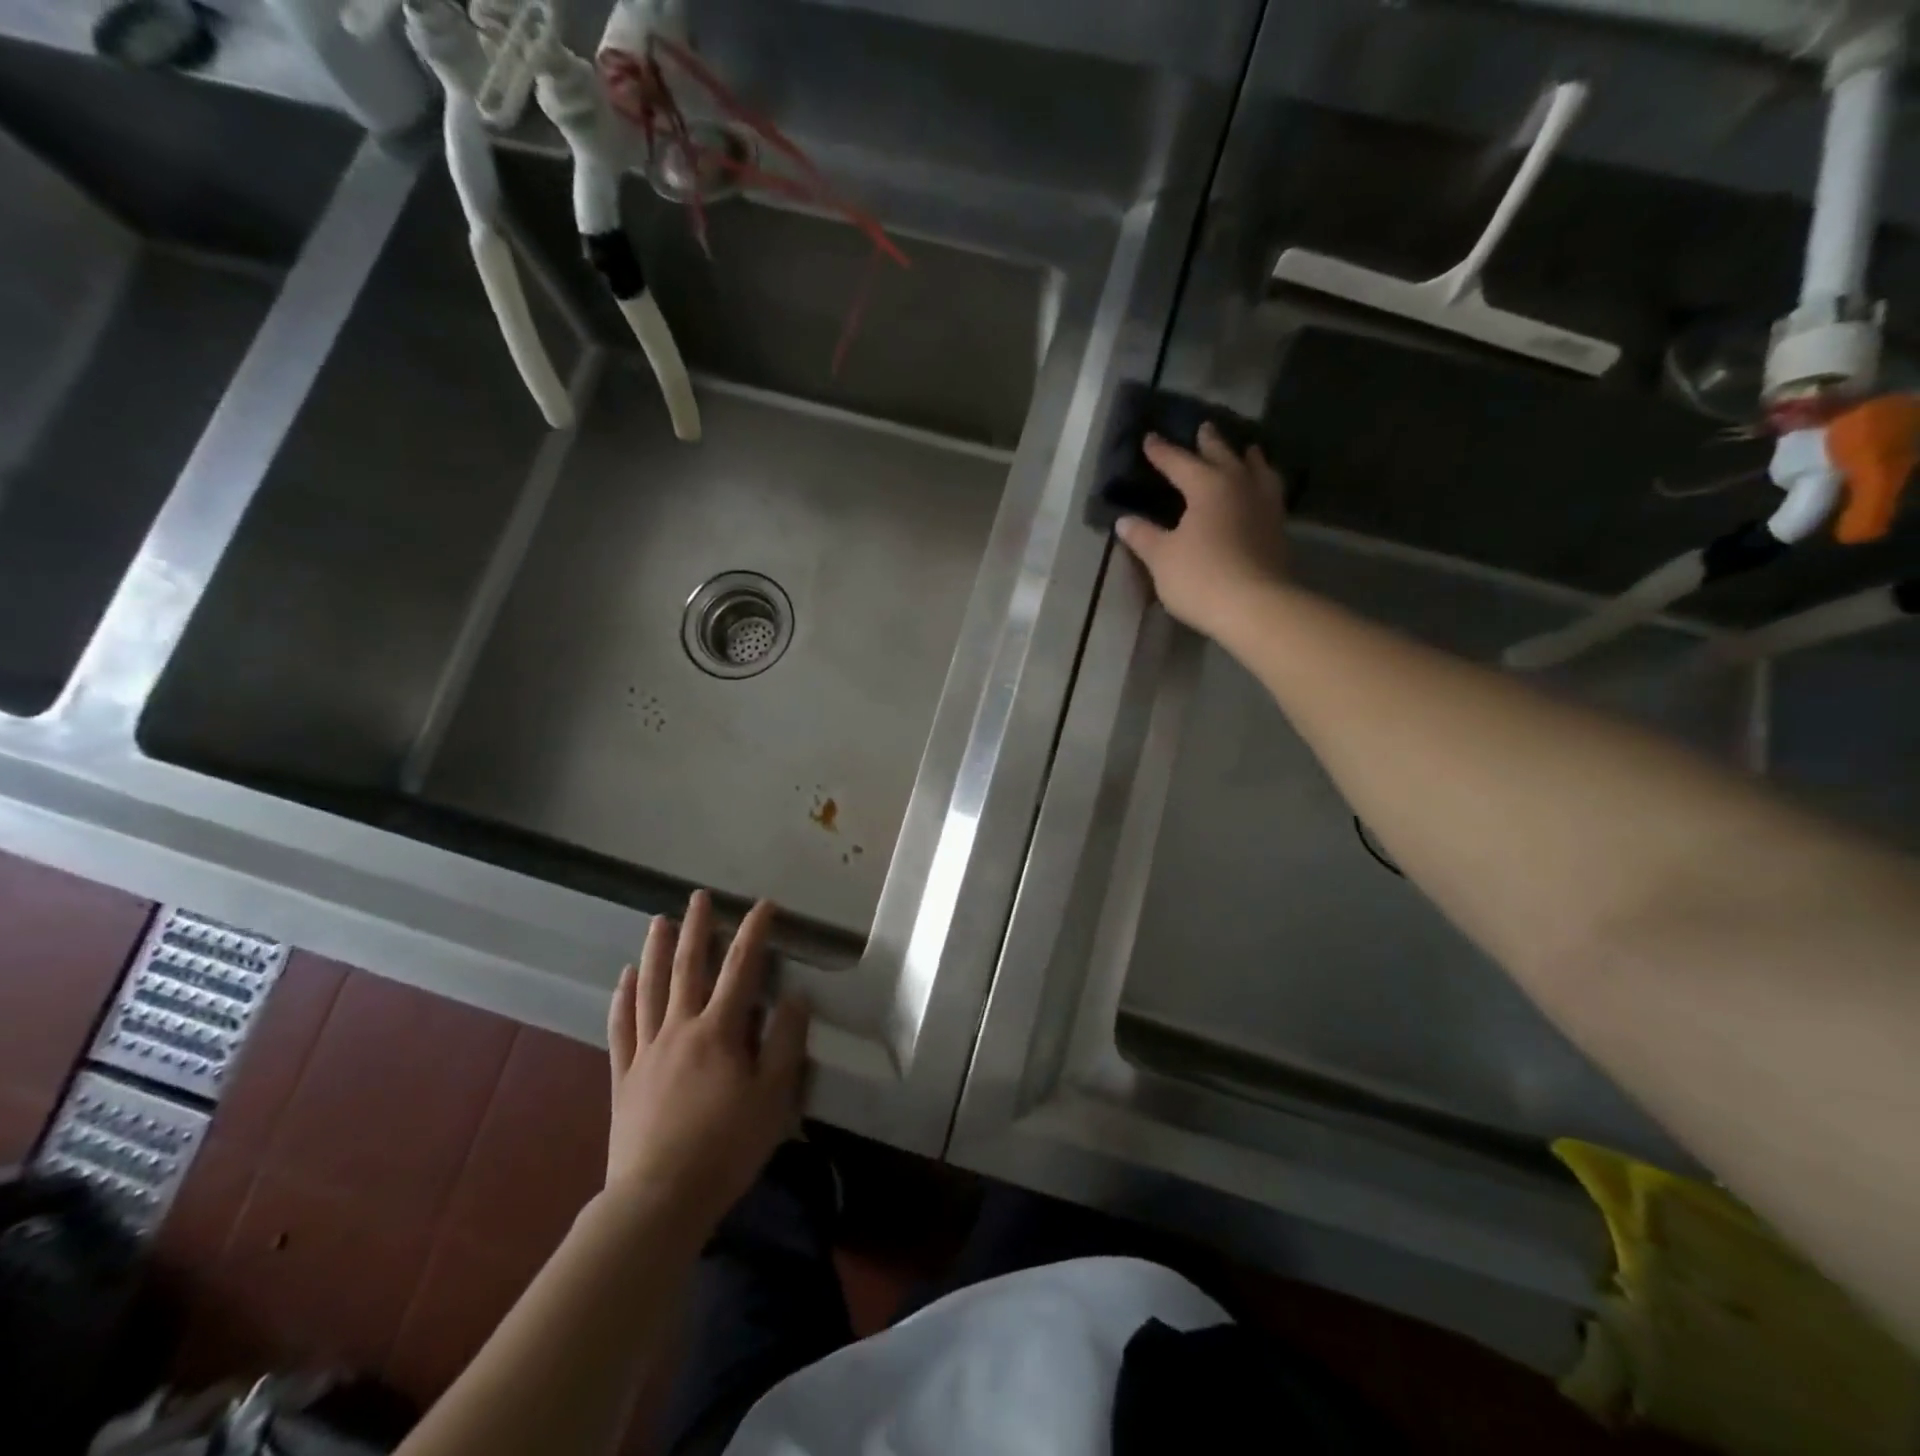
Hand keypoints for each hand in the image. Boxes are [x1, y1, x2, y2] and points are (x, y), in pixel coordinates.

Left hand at [604, 890, 809, 1236]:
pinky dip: (623, 998)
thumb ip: (785, 1042)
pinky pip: (622, 1027)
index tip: (764, 905)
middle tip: (699, 897)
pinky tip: (625, 978)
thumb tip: (797, 996)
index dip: (754, 932)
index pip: (741, 968)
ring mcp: (647, 1051)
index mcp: (719, 1031)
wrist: (658, 1200)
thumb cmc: (726, 1147)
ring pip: (651, 988)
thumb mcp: (773, 1097)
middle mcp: (681, 1028)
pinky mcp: (625, 1076)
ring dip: (657, 951)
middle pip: (688, 967)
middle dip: (697, 928)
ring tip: (659, 921)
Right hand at [1114, 422, 1288, 640]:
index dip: (1162, 452)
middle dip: (1210, 442)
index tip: (1149, 439)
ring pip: (1257, 470)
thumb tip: (1124, 521)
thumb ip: (1143, 536)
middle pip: (1223, 456)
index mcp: (1207, 486)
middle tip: (1204, 428)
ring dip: (1248, 458)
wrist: (1255, 606)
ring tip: (1247, 451)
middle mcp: (1239, 486)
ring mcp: (1264, 505)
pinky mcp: (1278, 528)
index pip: (1179, 462)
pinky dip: (1262, 483)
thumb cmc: (1201, 577)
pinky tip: (1260, 491)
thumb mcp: (1161, 558)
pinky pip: (1270, 492)